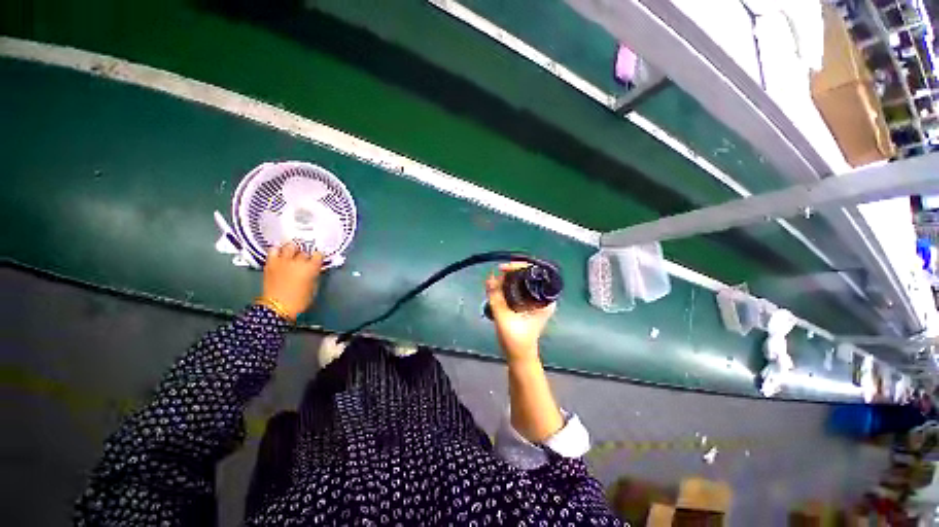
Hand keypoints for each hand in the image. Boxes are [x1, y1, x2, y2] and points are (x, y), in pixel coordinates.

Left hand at [259, 242, 323, 319]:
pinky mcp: (271, 261)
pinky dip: (277, 251)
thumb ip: (313, 279)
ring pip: (290, 246)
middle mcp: (298, 260)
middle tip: (302, 263)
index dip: (317, 258)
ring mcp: (284, 259)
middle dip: (304, 257)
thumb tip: (313, 273)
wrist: (277, 309)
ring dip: (292, 250)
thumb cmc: (297, 304)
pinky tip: (278, 255)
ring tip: (290, 256)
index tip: (316, 262)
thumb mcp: (311, 293)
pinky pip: (274, 249)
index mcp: (310, 269)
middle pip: (304, 252)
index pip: (318, 255)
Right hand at [486, 263, 555, 361]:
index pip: (536, 272)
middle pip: (529, 275)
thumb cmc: (516, 339)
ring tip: (495, 281)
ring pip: (523, 282)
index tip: (503, 269)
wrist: (519, 356)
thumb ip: (496, 296)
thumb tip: (490, 276)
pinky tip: (498, 288)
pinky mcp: (529, 306)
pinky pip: (519, 290)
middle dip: (512, 273)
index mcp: (545, 299)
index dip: (519, 267)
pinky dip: (509, 287)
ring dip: (509, 280)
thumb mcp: (503, 316)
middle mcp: (544, 298)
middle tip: (497, 274)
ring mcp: (536, 302)